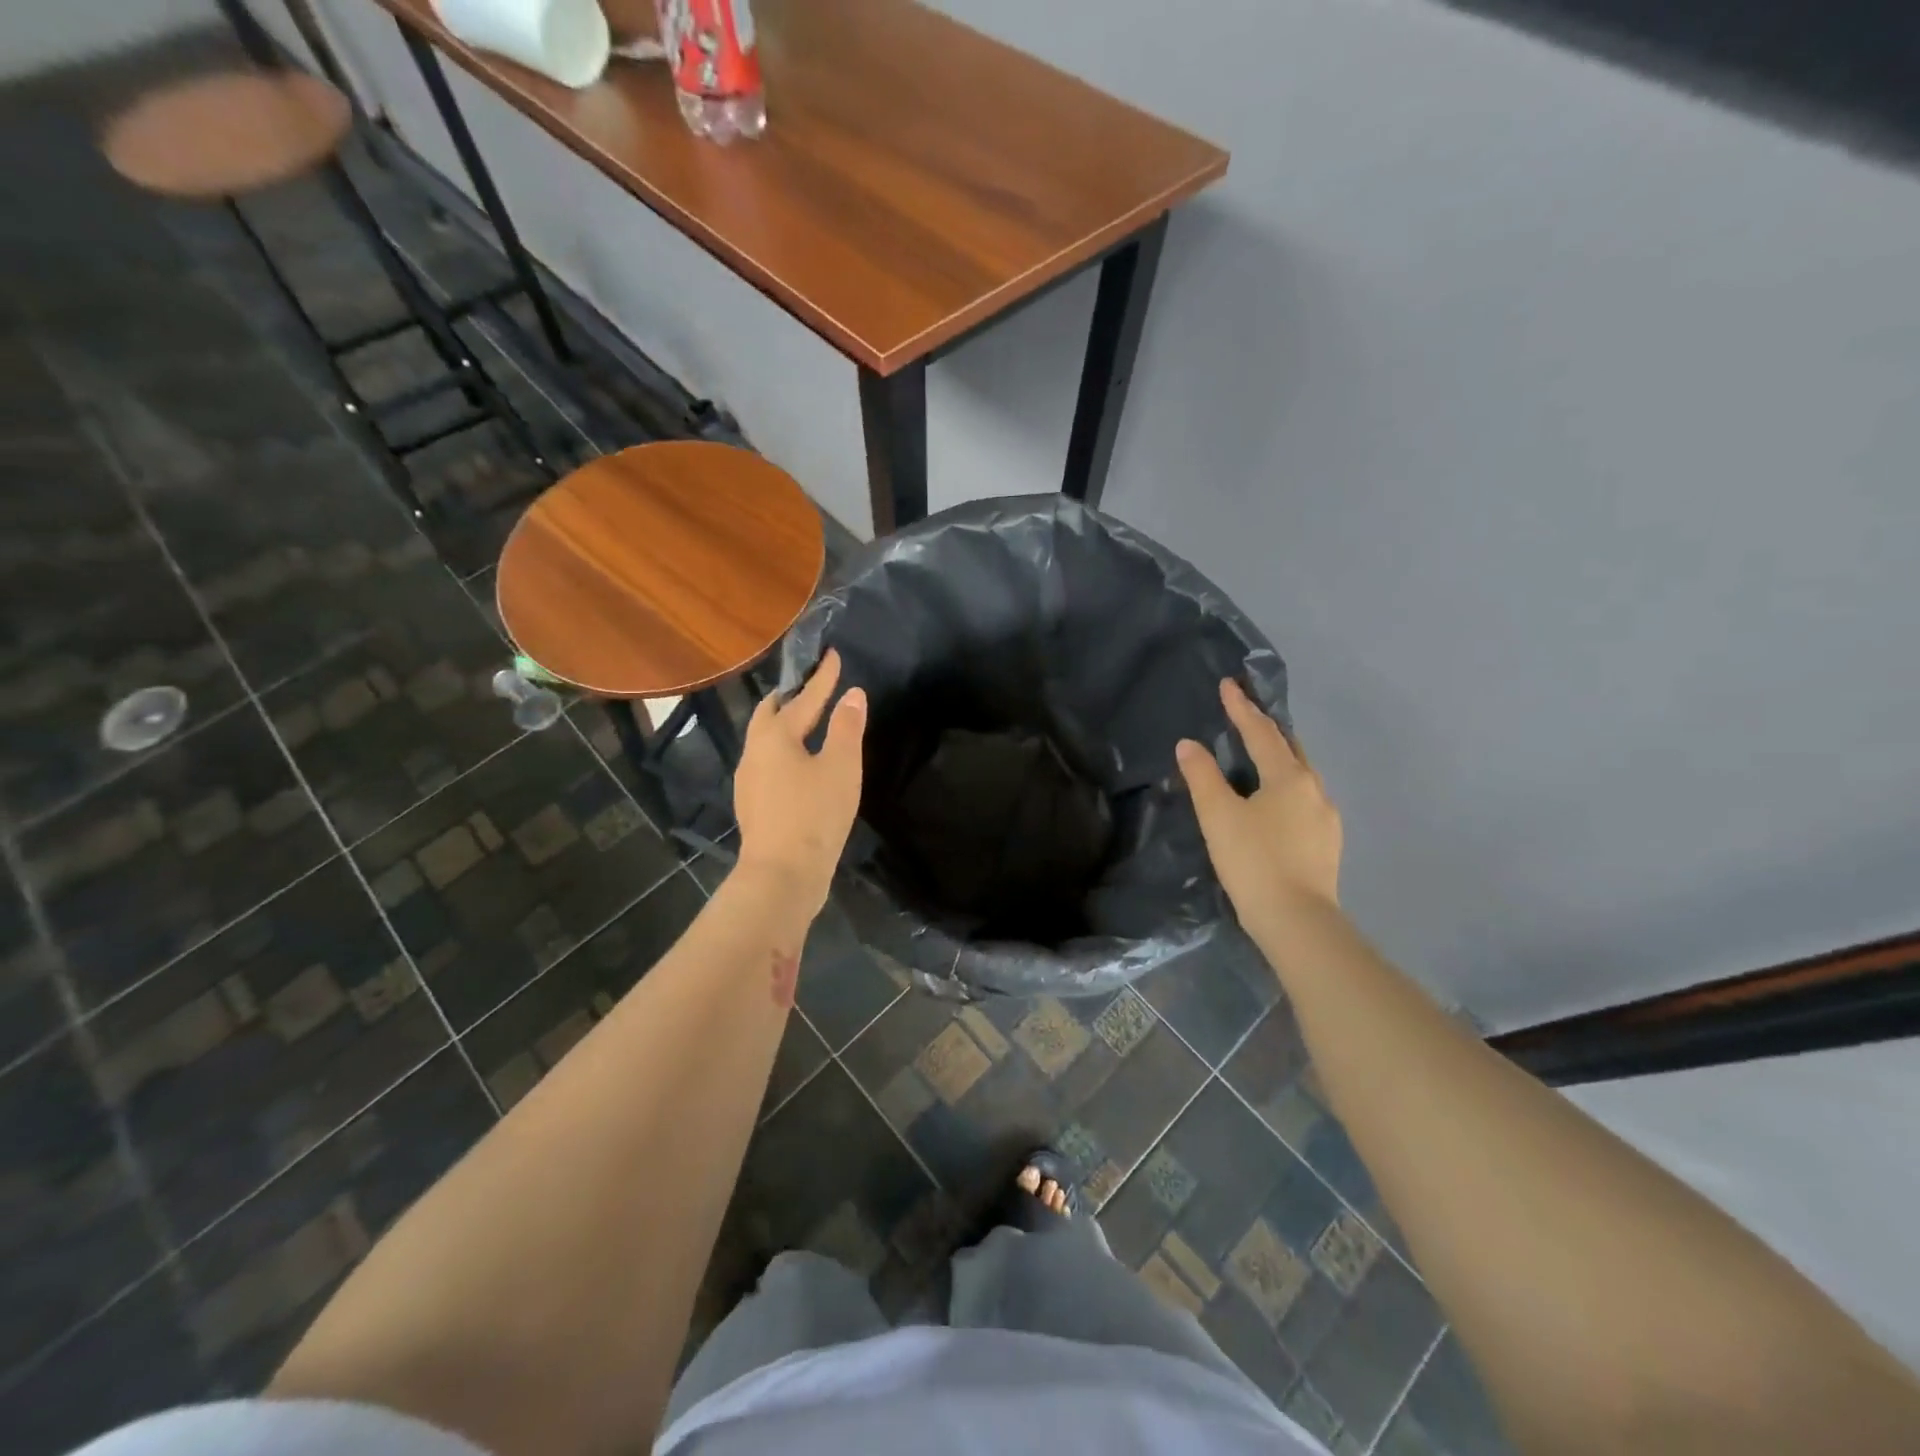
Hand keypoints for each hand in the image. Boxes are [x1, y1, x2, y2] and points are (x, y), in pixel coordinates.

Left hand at [733, 650, 866, 912]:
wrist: (782, 874)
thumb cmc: (814, 815)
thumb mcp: (840, 767)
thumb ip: (846, 727)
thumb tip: (852, 694)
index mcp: (775, 737)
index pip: (804, 698)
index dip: (822, 678)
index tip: (833, 656)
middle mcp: (754, 752)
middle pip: (769, 715)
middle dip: (790, 698)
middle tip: (811, 688)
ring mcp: (748, 780)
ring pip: (764, 740)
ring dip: (784, 725)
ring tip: (806, 723)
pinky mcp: (753, 804)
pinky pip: (767, 763)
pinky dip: (783, 751)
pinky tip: (798, 765)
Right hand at [1176, 679, 1341, 920]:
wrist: (1297, 921)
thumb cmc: (1254, 861)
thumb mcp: (1218, 816)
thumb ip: (1202, 776)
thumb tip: (1188, 745)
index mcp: (1288, 777)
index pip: (1261, 733)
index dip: (1241, 708)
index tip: (1229, 685)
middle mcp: (1314, 789)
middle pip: (1290, 748)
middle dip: (1268, 729)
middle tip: (1247, 715)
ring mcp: (1325, 817)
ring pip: (1301, 775)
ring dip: (1280, 759)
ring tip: (1260, 757)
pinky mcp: (1326, 843)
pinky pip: (1304, 800)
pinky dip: (1287, 787)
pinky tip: (1276, 803)